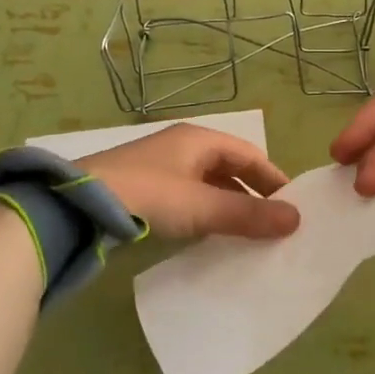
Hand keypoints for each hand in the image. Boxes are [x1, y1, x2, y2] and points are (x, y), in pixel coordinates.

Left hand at [79, 124, 300, 240]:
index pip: (249, 154)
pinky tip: (208, 233)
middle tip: (274, 222)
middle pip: (229, 167)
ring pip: (207, 184)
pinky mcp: (142, 188)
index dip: (273, 178)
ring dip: (228, 204)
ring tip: (247, 232)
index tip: (293, 205)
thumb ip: (248, 215)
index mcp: (199, 139)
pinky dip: (205, 212)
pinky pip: (187, 197)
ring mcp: (159, 167)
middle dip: (252, 193)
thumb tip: (297, 220)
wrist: (77, 205)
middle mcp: (181, 147)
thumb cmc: (149, 195)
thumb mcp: (203, 206)